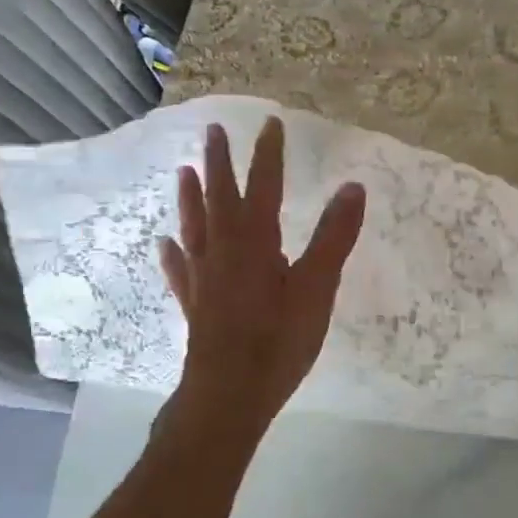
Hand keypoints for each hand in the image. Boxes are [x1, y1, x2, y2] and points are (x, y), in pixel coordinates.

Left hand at [159, 119, 365, 432]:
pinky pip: (180, 269)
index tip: (270, 123)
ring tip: (184, 171)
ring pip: (194, 226)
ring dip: (190, 197)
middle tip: (213, 131)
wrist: (229, 394)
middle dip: (219, 162)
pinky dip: (173, 253)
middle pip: (220, 196)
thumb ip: (335, 236)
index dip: (268, 154)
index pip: (264, 186)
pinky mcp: (195, 303)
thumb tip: (353, 187)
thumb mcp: (318, 287)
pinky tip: (164, 243)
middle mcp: (223, 249)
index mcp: (256, 241)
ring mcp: (203, 277)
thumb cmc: (279, 340)